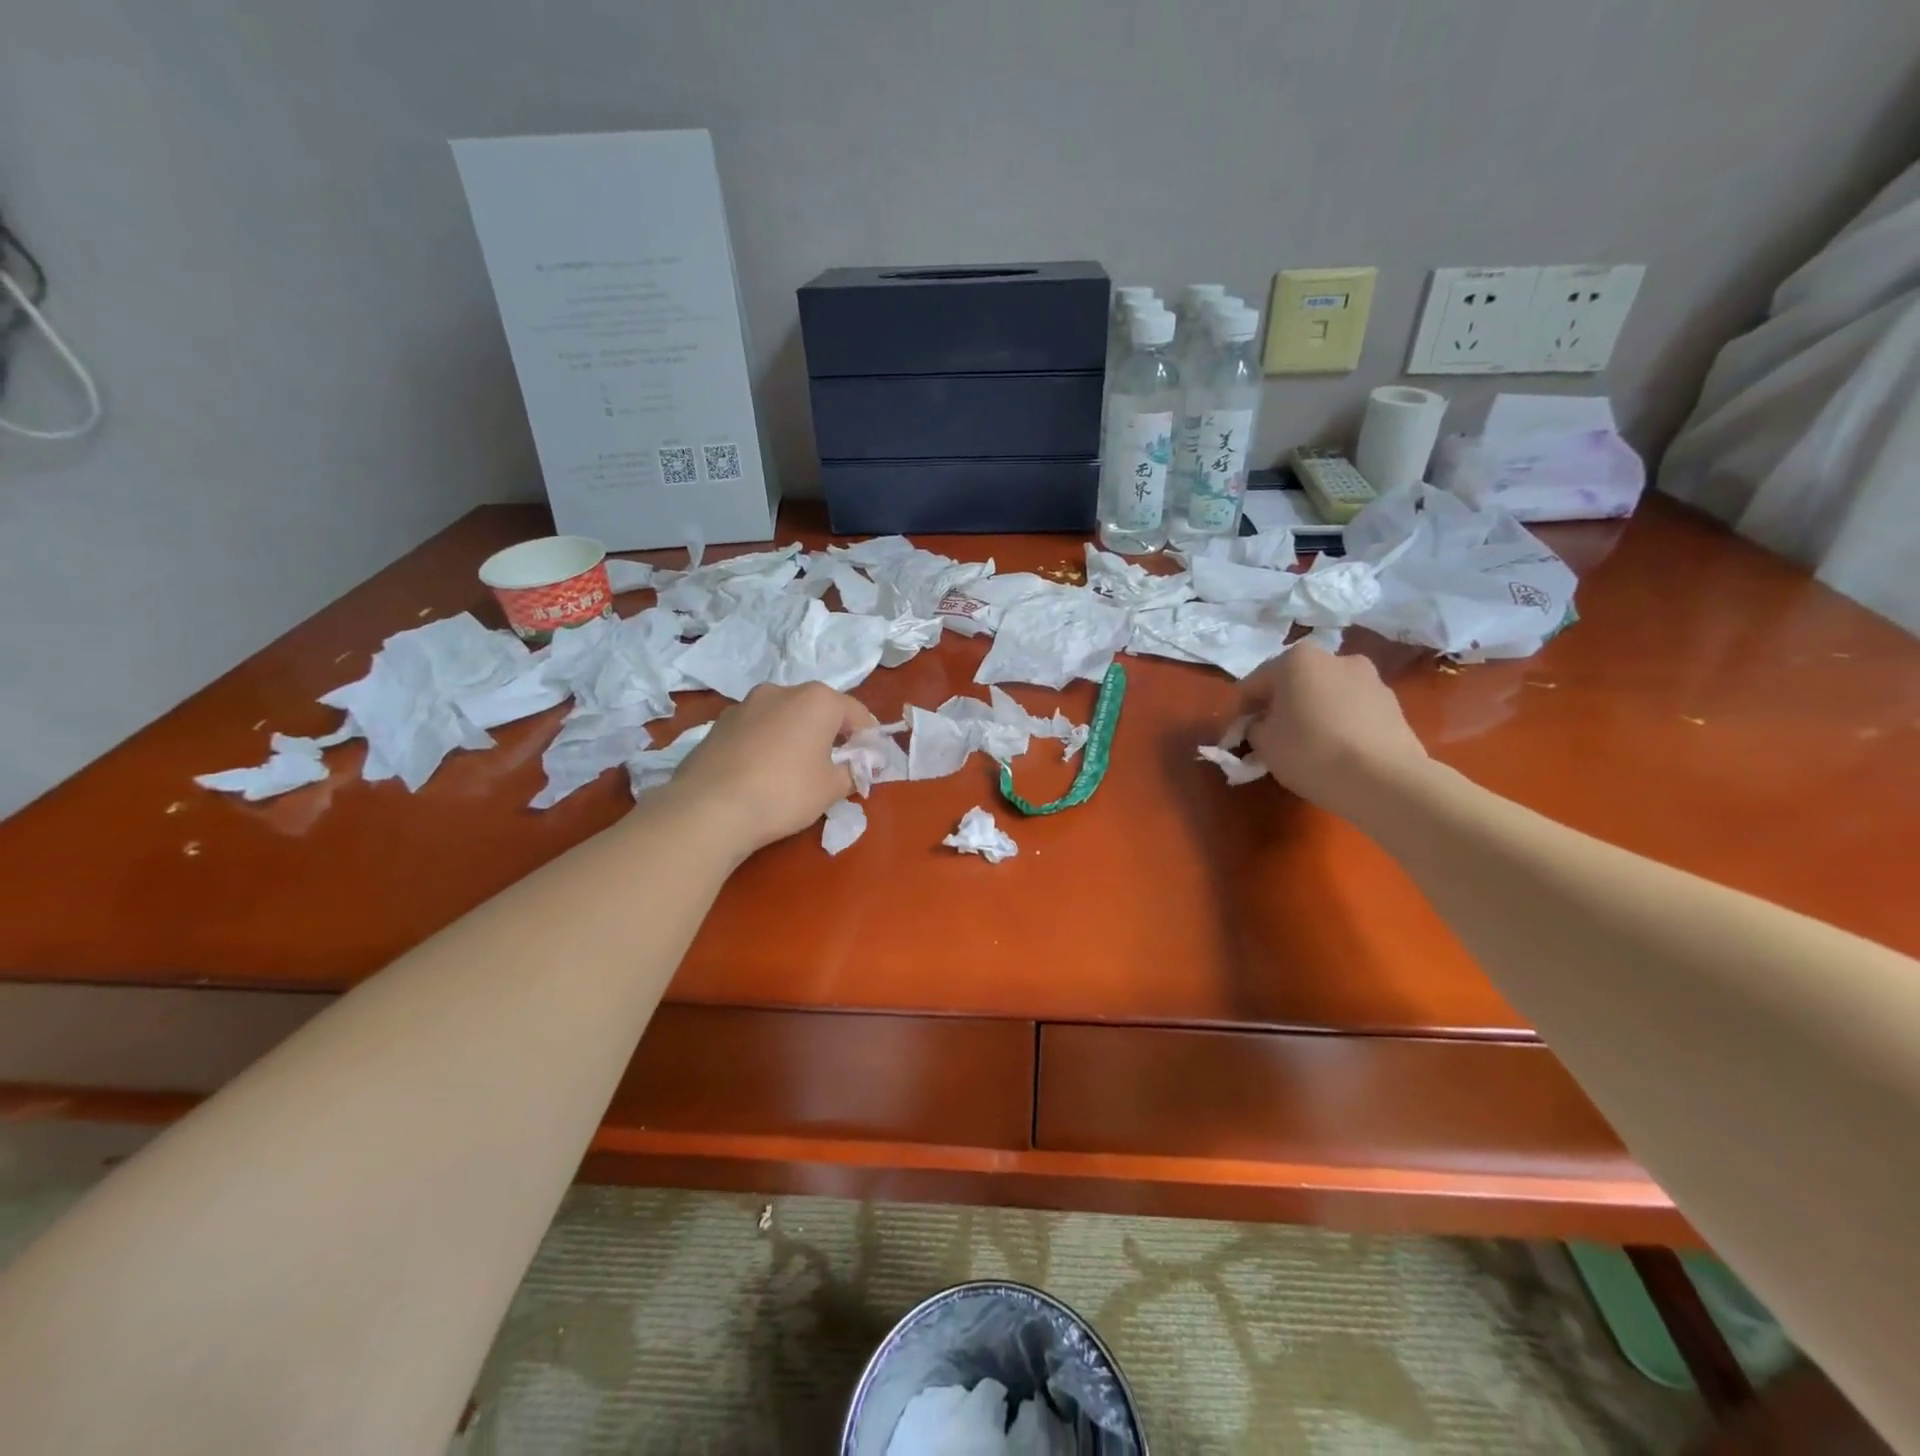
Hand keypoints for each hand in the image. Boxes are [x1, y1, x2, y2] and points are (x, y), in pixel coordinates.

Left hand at [659, 683, 877, 857]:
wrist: (709, 808)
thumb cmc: (784, 792)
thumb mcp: (832, 788)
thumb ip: (853, 772)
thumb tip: (859, 766)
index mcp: (817, 699)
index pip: (856, 713)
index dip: (868, 738)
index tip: (869, 762)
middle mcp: (781, 690)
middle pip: (818, 709)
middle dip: (830, 734)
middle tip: (834, 766)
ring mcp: (745, 704)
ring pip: (784, 717)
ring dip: (796, 736)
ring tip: (794, 770)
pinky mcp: (719, 724)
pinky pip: (756, 729)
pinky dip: (767, 743)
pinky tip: (761, 773)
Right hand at [1235, 644, 1428, 817]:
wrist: (1383, 779)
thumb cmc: (1310, 751)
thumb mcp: (1263, 742)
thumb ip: (1254, 727)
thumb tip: (1262, 725)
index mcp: (1297, 659)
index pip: (1253, 684)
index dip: (1239, 712)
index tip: (1233, 737)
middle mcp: (1335, 657)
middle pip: (1293, 683)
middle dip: (1278, 707)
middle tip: (1268, 737)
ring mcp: (1370, 678)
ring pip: (1325, 694)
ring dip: (1310, 712)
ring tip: (1305, 745)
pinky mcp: (1392, 704)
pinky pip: (1351, 710)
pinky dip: (1337, 723)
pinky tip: (1334, 750)